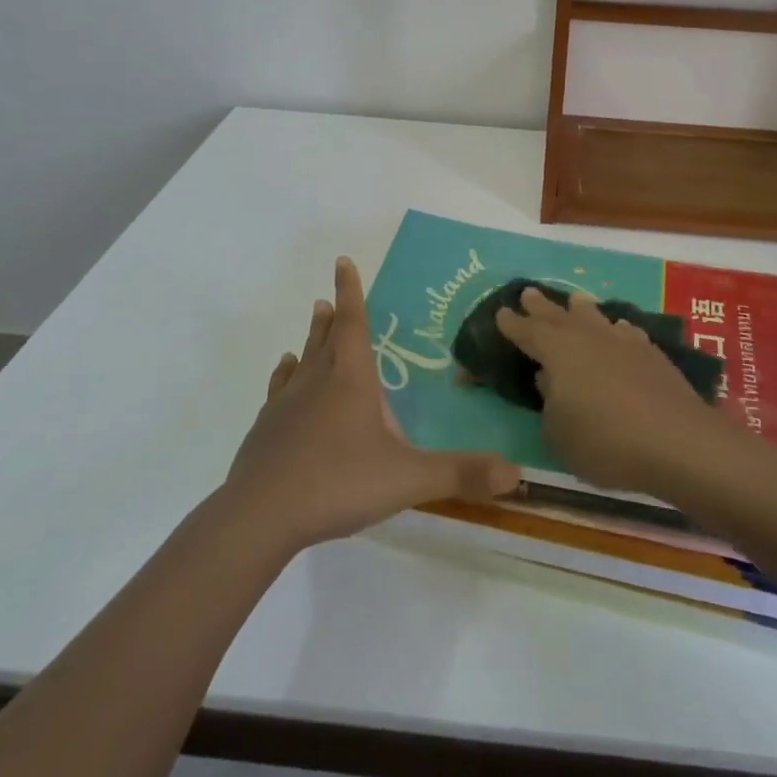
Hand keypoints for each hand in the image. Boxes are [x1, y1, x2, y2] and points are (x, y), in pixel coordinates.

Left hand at [224, 256, 520, 550]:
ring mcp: (286, 404)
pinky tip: (284, 376)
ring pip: (301, 361)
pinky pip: (278, 391)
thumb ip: (461, 473)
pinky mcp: (265, 430)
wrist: (260, 516)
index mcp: (350, 379)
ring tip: (312, 326)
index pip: (353, 322)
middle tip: (328, 298)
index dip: (350, 290)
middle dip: (332, 316)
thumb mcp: (408, 479)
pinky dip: (285, 377)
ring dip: (309, 341)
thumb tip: (516, 472)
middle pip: (325, 337)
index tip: (342, 260)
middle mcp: (316, 381)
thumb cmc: (338, 483)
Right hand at [494, 287, 741, 496]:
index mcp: (558, 352)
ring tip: (573, 300)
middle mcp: (588, 337)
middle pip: (558, 315)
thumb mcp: (558, 435)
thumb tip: (549, 380)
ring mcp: (622, 341)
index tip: (501, 313)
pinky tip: (620, 330)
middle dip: (541, 306)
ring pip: (595, 317)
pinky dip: (616, 329)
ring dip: (580, 309)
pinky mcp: (651, 353)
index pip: (528, 332)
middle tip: (528, 293)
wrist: (677, 441)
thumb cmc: (605, 442)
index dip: (512, 324)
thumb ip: (548, 404)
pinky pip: (626, 332)